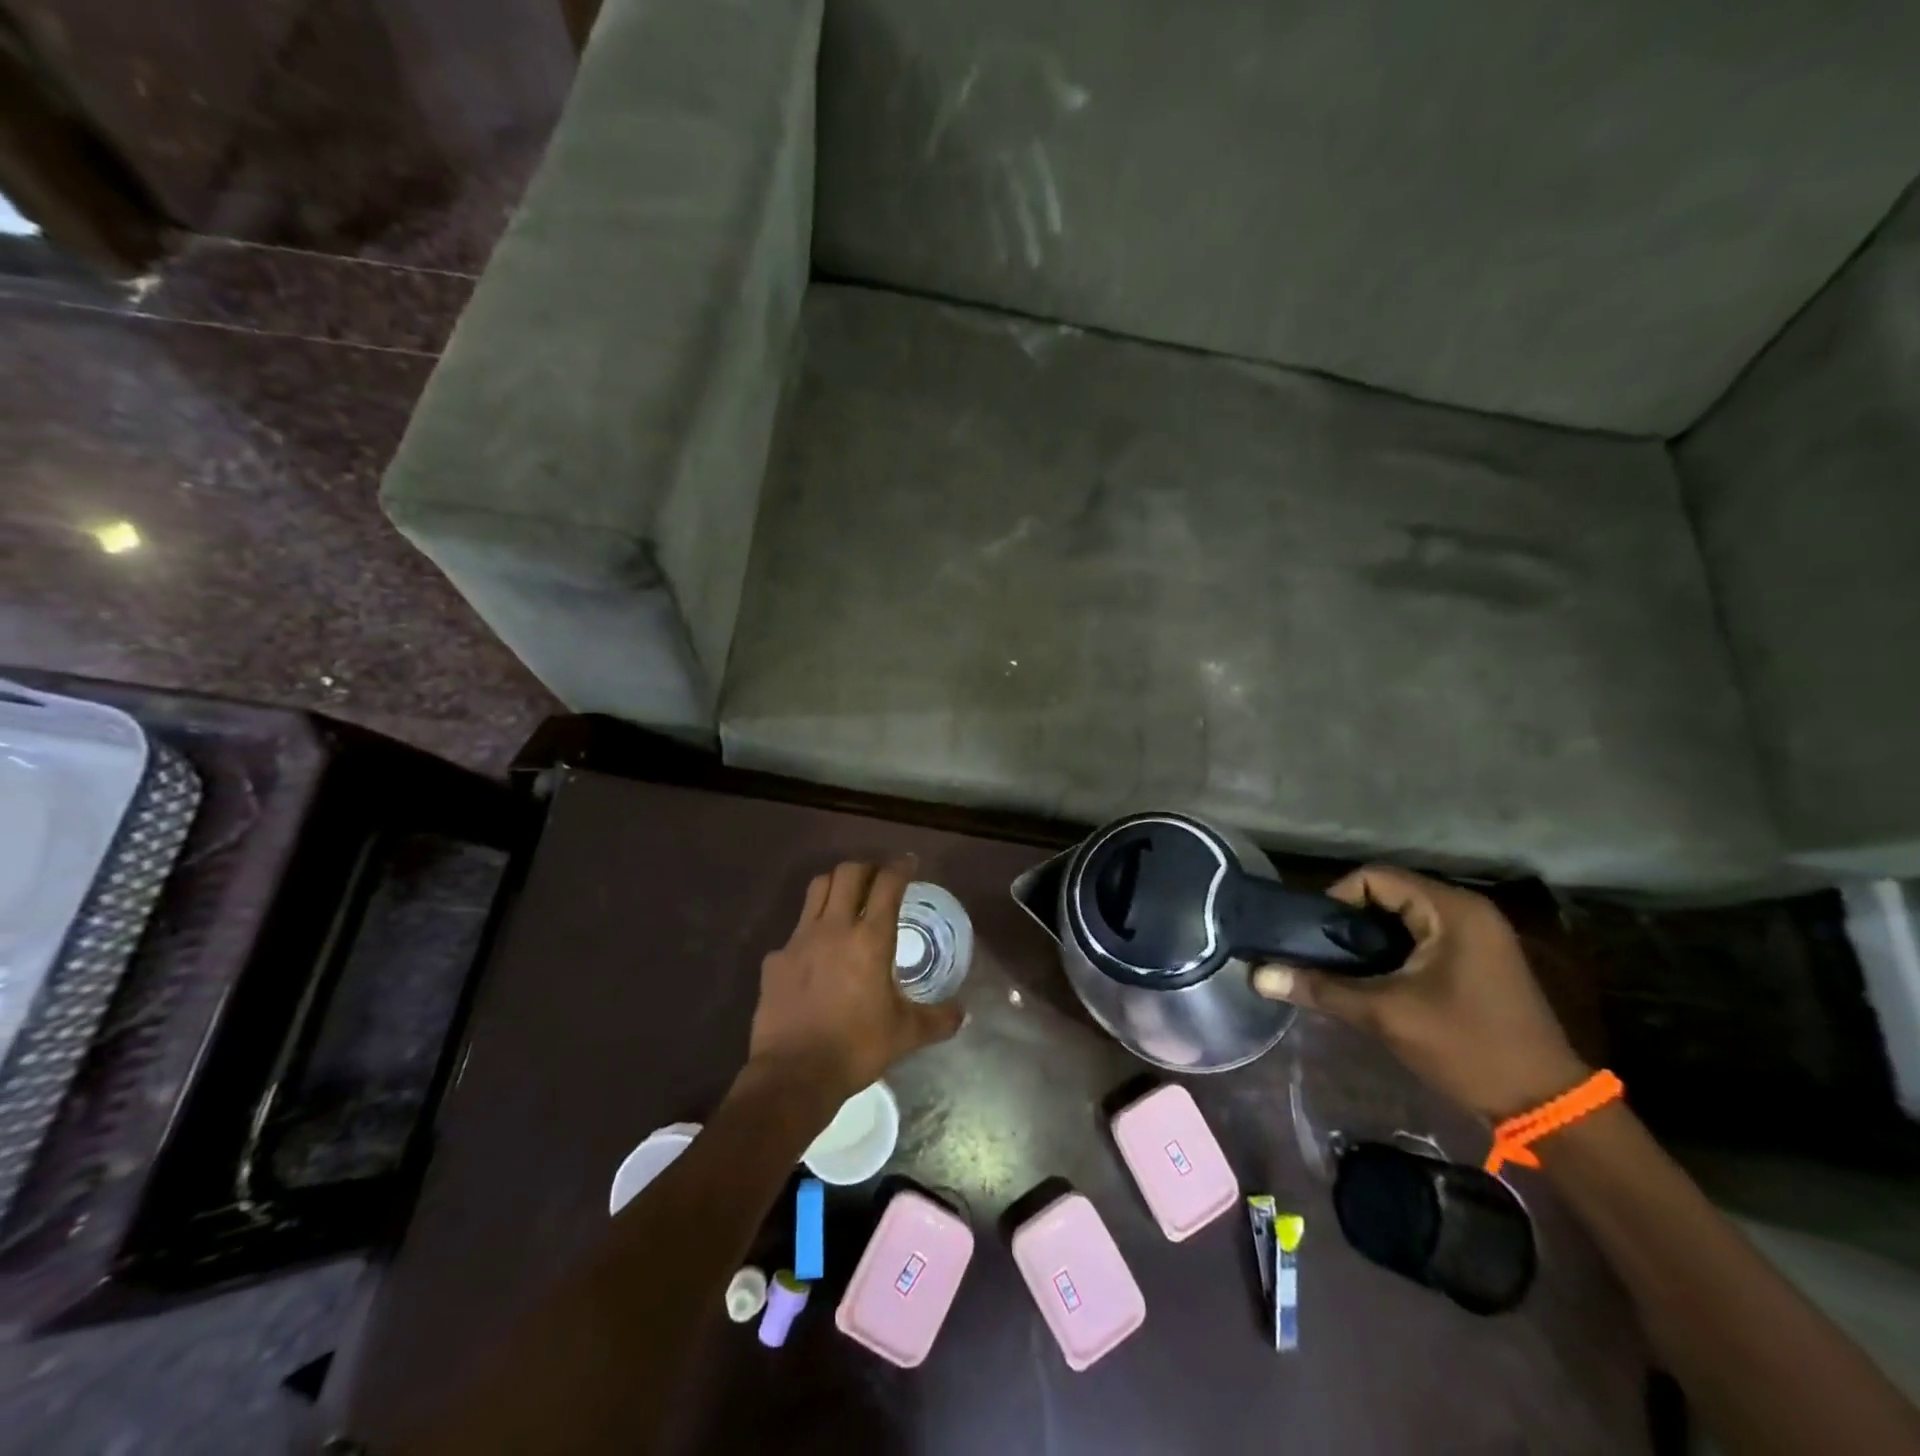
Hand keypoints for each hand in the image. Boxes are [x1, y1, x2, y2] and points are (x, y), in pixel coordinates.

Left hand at [746, 860, 963, 1101]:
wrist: (794, 1075)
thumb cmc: (856, 1048)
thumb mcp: (906, 1035)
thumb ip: (938, 1019)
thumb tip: (963, 1014)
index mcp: (870, 939)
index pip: (887, 884)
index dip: (900, 867)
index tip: (909, 862)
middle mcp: (834, 928)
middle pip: (848, 873)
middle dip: (866, 867)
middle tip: (878, 878)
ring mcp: (799, 941)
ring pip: (816, 890)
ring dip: (835, 885)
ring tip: (846, 898)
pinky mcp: (775, 960)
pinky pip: (793, 933)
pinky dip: (809, 933)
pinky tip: (814, 955)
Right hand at [1252, 865, 1588, 1119]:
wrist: (1546, 1106)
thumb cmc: (1467, 1047)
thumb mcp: (1387, 1015)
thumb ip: (1321, 989)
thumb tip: (1257, 976)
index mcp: (1451, 910)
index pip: (1374, 878)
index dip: (1335, 899)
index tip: (1312, 935)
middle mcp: (1466, 911)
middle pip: (1386, 895)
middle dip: (1348, 922)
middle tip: (1318, 952)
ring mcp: (1475, 936)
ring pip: (1401, 919)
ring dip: (1367, 940)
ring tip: (1337, 967)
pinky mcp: (1476, 960)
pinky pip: (1419, 938)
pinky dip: (1390, 952)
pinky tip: (1370, 980)